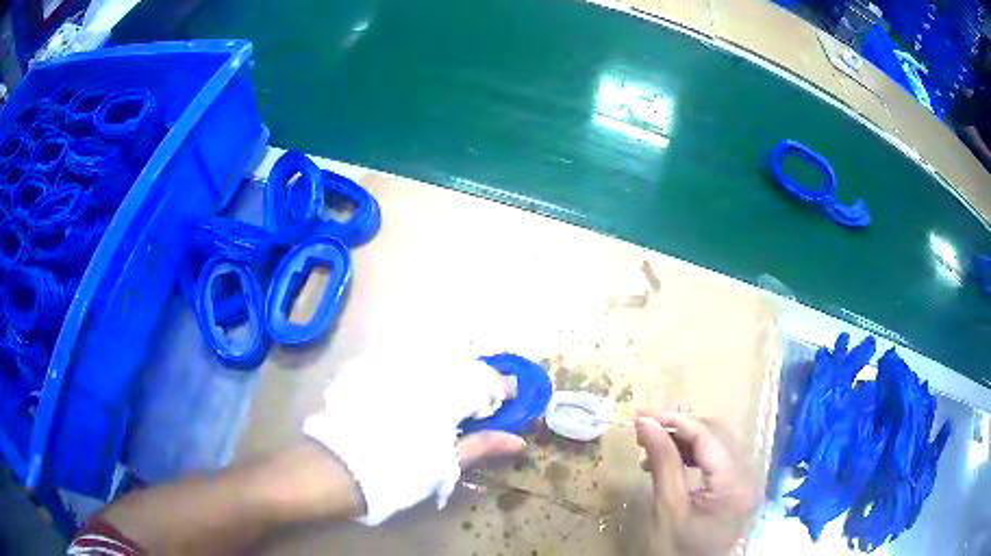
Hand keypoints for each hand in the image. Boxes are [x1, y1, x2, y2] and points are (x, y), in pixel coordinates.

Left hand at [303, 351, 526, 524]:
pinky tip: (419, 389)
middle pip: (459, 364)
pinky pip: (404, 361)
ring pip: (432, 359)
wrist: (336, 468)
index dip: (500, 387)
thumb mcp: (444, 463)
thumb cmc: (397, 471)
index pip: (483, 380)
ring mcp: (391, 366)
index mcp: (442, 393)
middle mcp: (419, 370)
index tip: (512, 395)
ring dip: (449, 373)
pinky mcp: (368, 369)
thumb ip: (481, 446)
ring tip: (455, 395)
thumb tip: (518, 440)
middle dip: (475, 379)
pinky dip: (421, 372)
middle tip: (483, 401)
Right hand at [635, 411, 757, 555]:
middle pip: (717, 434)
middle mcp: (750, 474)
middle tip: (645, 430)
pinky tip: (671, 460)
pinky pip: (719, 457)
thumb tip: (645, 422)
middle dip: (680, 428)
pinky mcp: (740, 484)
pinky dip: (694, 453)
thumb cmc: (678, 549)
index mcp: (735, 483)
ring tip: (653, 448)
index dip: (675, 421)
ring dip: (685, 440)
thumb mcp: (668, 508)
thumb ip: (662, 461)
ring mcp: (747, 479)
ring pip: (718, 442)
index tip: (642, 415)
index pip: (708, 437)